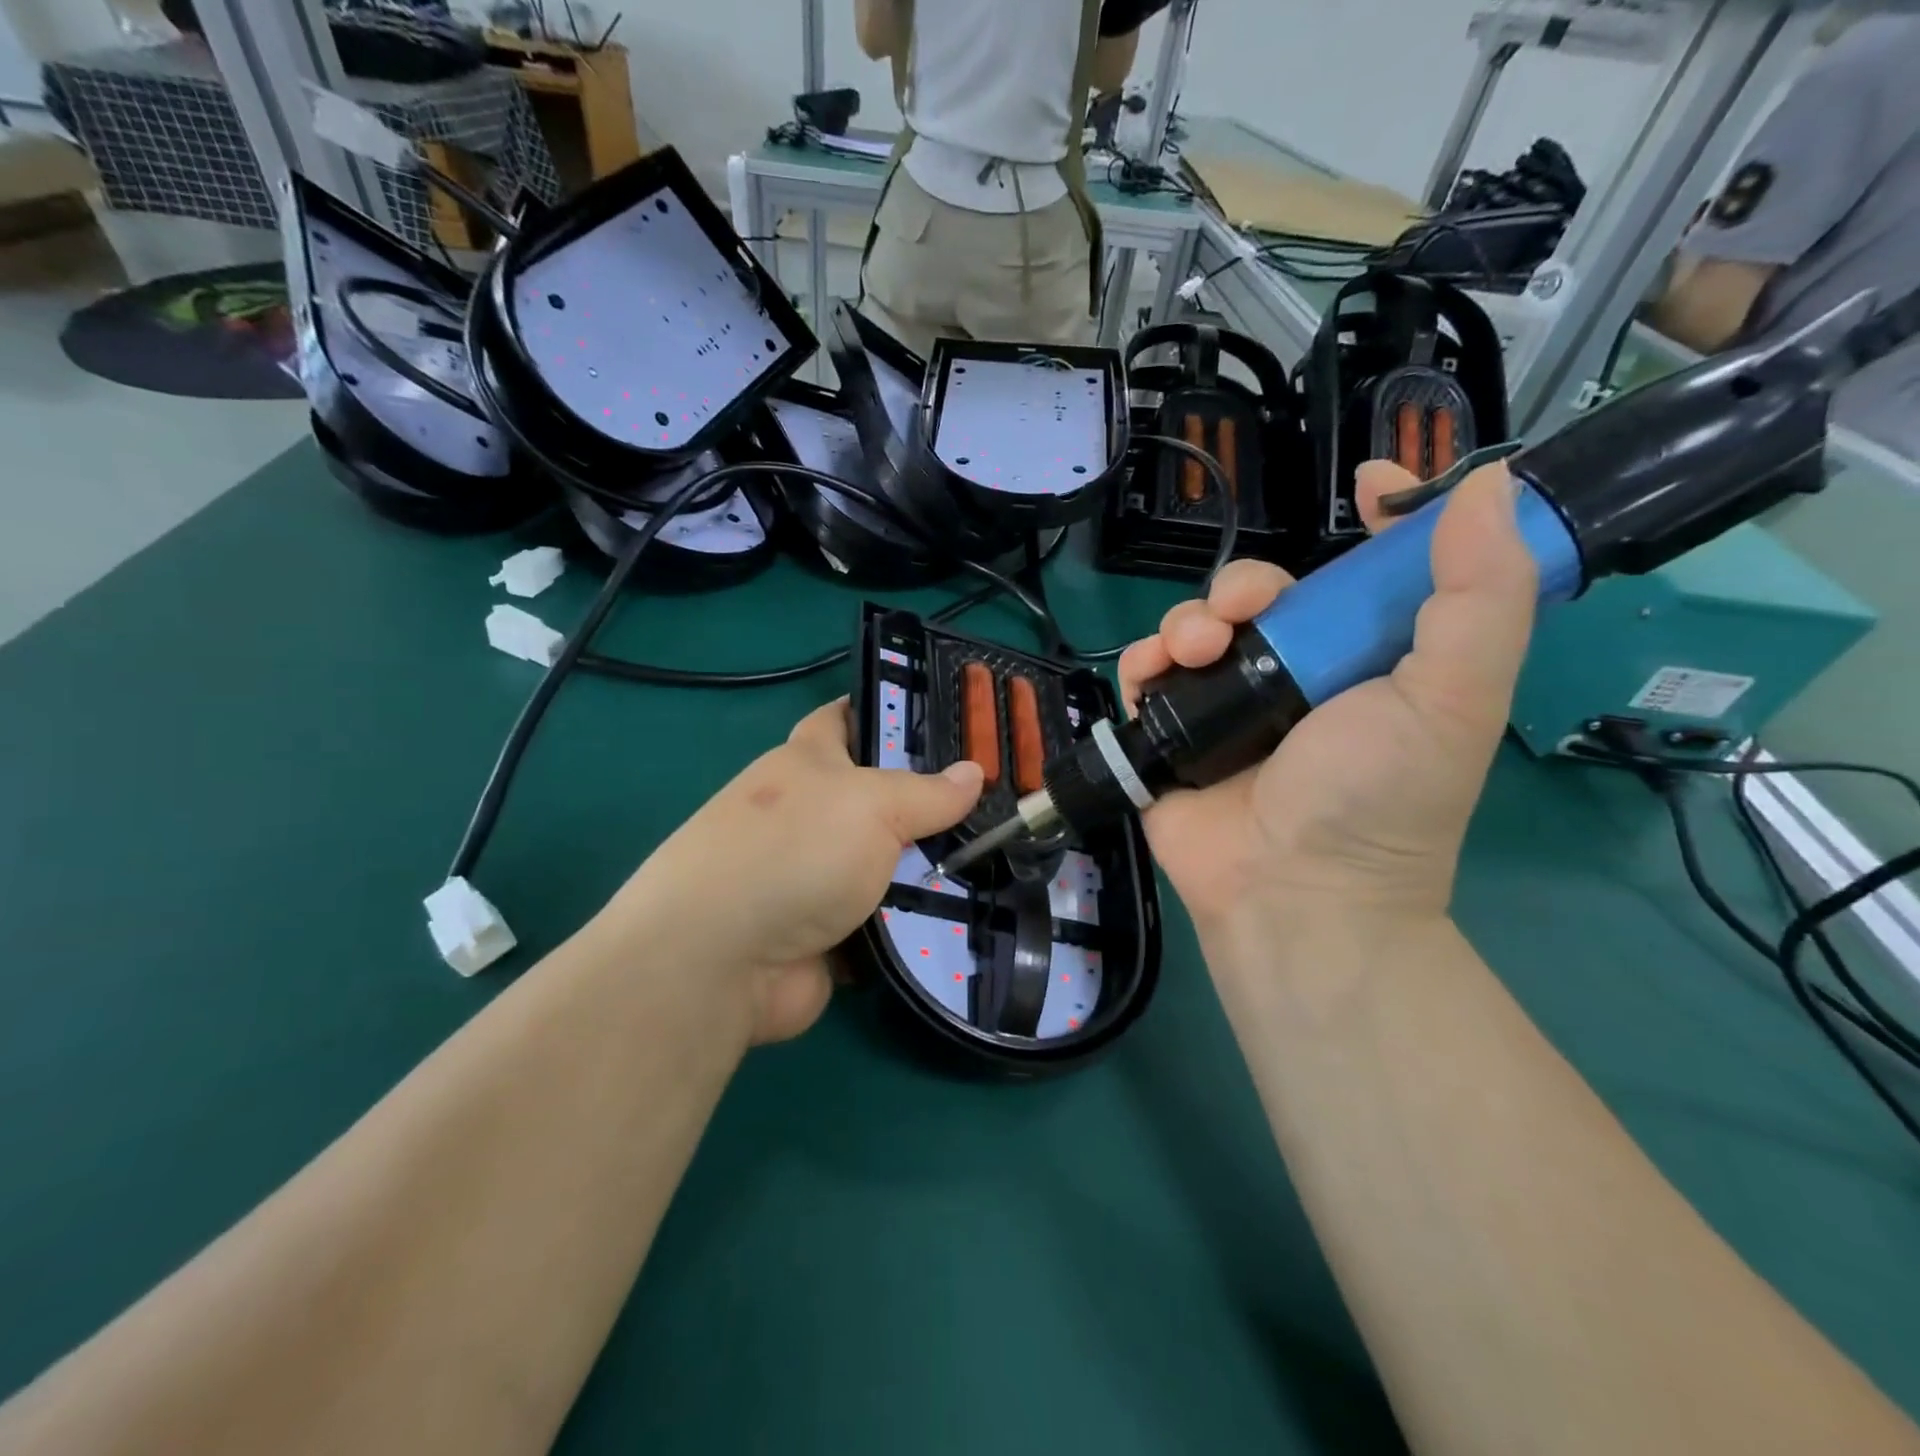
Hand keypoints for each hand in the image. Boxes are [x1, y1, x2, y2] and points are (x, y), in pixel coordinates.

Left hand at [602, 701, 984, 1044]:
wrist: (721, 962)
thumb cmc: (793, 852)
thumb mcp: (870, 805)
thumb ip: (927, 791)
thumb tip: (974, 772)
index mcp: (807, 763)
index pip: (847, 717)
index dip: (889, 710)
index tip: (948, 716)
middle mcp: (810, 814)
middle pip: (880, 797)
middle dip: (932, 801)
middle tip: (998, 801)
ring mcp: (817, 876)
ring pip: (889, 862)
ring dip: (931, 868)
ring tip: (1002, 860)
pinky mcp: (827, 932)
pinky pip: (886, 918)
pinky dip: (917, 921)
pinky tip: (970, 913)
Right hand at [1117, 463, 1536, 942]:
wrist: (1291, 892)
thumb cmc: (1378, 797)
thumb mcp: (1454, 697)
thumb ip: (1479, 596)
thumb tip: (1484, 486)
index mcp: (1367, 662)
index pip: (1369, 577)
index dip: (1375, 523)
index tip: (1366, 485)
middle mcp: (1295, 676)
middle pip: (1264, 595)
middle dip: (1247, 584)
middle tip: (1245, 610)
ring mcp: (1226, 706)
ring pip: (1198, 626)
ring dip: (1190, 620)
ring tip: (1196, 650)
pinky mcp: (1170, 733)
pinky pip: (1147, 674)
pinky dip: (1144, 662)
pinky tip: (1155, 672)